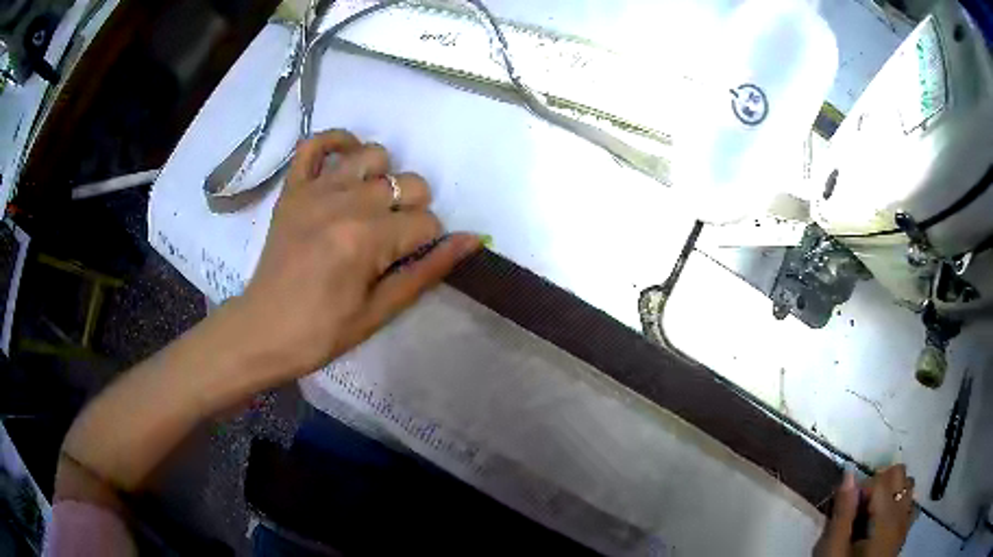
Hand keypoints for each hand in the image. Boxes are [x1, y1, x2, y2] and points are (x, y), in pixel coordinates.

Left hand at [236, 129, 480, 377]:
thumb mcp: (381, 311)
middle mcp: (345, 202)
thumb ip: (428, 270)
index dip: (428, 243)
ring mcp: (315, 189)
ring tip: (372, 205)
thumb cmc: (323, 331)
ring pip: (373, 155)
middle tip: (393, 239)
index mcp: (368, 239)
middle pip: (407, 183)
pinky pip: (315, 143)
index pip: (427, 223)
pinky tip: (346, 161)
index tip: (410, 261)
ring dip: (384, 177)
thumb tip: (473, 239)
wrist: (263, 331)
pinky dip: (336, 142)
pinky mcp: (293, 188)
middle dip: (413, 210)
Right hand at [813, 465, 915, 556]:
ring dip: (890, 491)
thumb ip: (842, 514)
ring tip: (870, 513)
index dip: (862, 486)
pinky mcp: (904, 532)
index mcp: (887, 518)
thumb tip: (849, 474)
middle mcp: (903, 514)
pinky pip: (909, 504)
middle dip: (879, 482)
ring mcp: (906, 523)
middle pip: (900, 474)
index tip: (845, 506)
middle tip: (858, 507)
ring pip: (907, 486)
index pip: (881, 478)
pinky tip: (881, 522)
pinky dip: (897, 503)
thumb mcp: (833, 550)